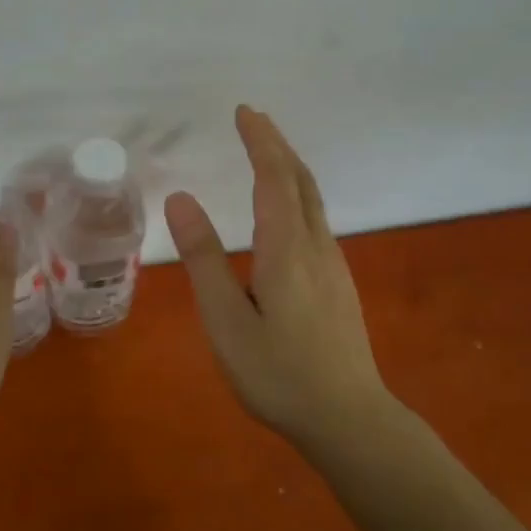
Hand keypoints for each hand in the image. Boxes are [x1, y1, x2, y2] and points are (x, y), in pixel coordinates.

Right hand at [165, 105, 391, 438]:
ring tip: (266, 153)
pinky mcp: (338, 283)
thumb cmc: (278, 373)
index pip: (274, 178)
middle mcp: (316, 247)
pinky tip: (286, 210)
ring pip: (313, 200)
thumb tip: (182, 199)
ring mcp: (333, 265)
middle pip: (300, 181)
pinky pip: (315, 220)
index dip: (260, 141)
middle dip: (277, 145)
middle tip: (254, 119)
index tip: (244, 112)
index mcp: (286, 249)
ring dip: (289, 168)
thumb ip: (204, 258)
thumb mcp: (226, 319)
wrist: (348, 419)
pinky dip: (297, 194)